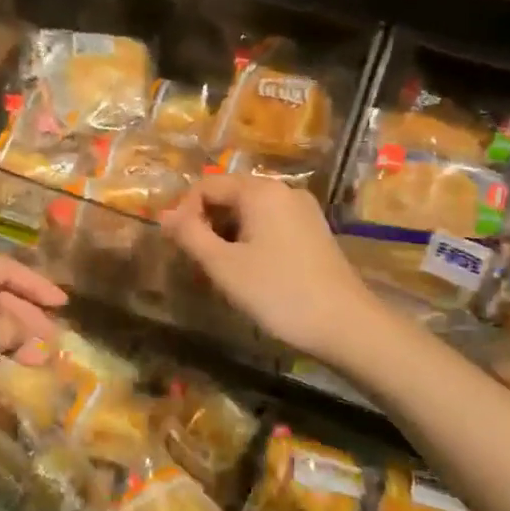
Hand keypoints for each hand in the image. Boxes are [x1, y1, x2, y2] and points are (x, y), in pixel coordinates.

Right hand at [160, 175, 378, 361]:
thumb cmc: (278, 292)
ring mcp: (303, 210)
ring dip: (228, 235)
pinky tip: (252, 272)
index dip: (184, 212)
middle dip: (207, 224)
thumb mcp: (223, 266)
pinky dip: (251, 240)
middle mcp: (283, 190)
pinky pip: (270, 224)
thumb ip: (189, 235)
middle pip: (229, 195)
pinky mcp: (314, 231)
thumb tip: (164, 215)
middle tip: (200, 263)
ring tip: (223, 272)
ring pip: (249, 212)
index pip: (206, 185)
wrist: (346, 325)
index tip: (179, 247)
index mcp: (260, 191)